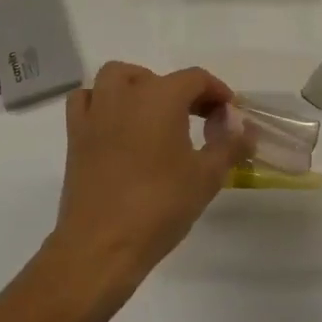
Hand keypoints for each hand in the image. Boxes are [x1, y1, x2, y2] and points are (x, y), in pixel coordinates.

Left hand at [50, 62, 252, 289]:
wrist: (102, 245)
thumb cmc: (159, 206)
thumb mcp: (207, 177)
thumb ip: (230, 145)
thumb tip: (246, 129)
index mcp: (162, 96)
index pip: (196, 79)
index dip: (216, 92)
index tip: (228, 114)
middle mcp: (127, 93)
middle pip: (158, 76)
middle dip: (182, 92)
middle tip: (199, 119)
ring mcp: (97, 111)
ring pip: (116, 77)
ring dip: (138, 85)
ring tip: (154, 113)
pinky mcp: (75, 133)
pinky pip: (87, 100)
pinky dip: (101, 101)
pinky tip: (114, 124)